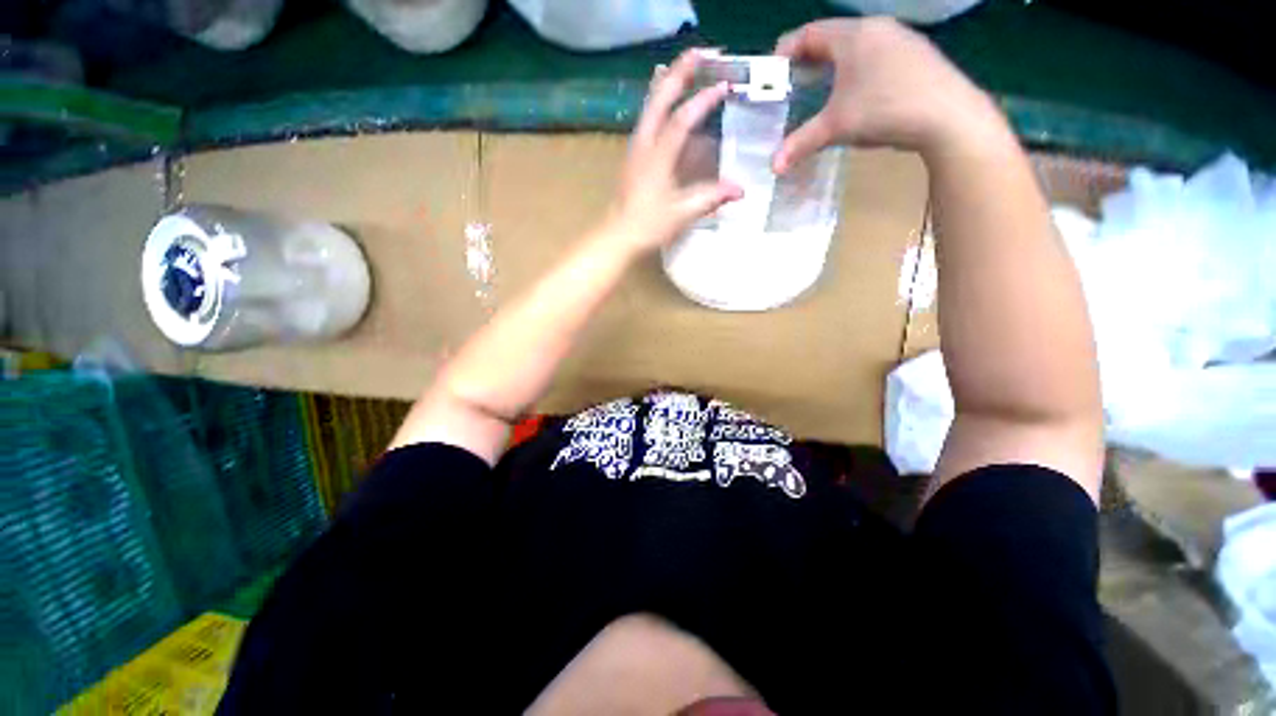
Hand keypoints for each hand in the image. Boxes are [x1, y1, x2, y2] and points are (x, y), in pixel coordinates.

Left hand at [604, 50, 742, 253]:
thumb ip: (710, 198)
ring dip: (668, 82)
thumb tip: (741, 189)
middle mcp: (644, 144)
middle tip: (703, 53)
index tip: (725, 85)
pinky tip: (663, 97)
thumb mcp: (682, 214)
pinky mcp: (634, 155)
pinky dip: (658, 100)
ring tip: (684, 65)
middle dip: (681, 72)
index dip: (703, 101)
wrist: (618, 235)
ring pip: (650, 104)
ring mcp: (636, 147)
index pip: (682, 119)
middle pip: (660, 98)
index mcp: (657, 157)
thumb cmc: (648, 226)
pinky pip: (647, 118)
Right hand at [772, 18, 1004, 172]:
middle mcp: (876, 28)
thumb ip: (801, 143)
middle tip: (795, 85)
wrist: (948, 115)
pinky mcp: (916, 53)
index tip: (773, 73)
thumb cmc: (884, 110)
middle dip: (809, 60)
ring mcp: (901, 38)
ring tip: (824, 91)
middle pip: (832, 37)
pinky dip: (858, 69)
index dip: (786, 51)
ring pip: (856, 45)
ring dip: (835, 65)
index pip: (809, 33)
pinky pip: (877, 54)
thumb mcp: (835, 128)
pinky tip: (859, 93)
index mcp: (852, 36)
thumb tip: (773, 167)